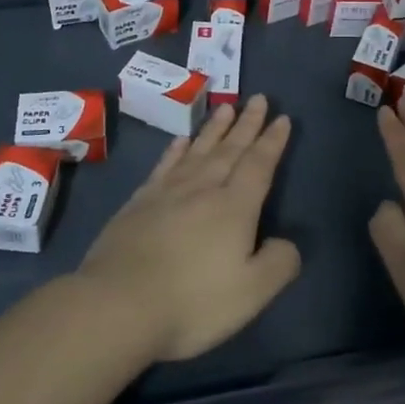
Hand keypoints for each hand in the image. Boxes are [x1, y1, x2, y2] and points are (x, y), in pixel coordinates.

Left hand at [77, 94, 300, 361]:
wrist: (117, 305)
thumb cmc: (192, 301)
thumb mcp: (251, 292)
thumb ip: (278, 264)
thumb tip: (287, 243)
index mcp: (234, 207)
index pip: (259, 165)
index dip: (272, 141)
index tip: (282, 118)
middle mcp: (203, 189)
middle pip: (230, 149)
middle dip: (247, 124)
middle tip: (259, 98)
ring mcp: (167, 193)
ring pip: (198, 150)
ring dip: (215, 128)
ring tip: (226, 107)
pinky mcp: (139, 203)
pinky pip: (164, 166)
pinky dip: (175, 150)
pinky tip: (180, 141)